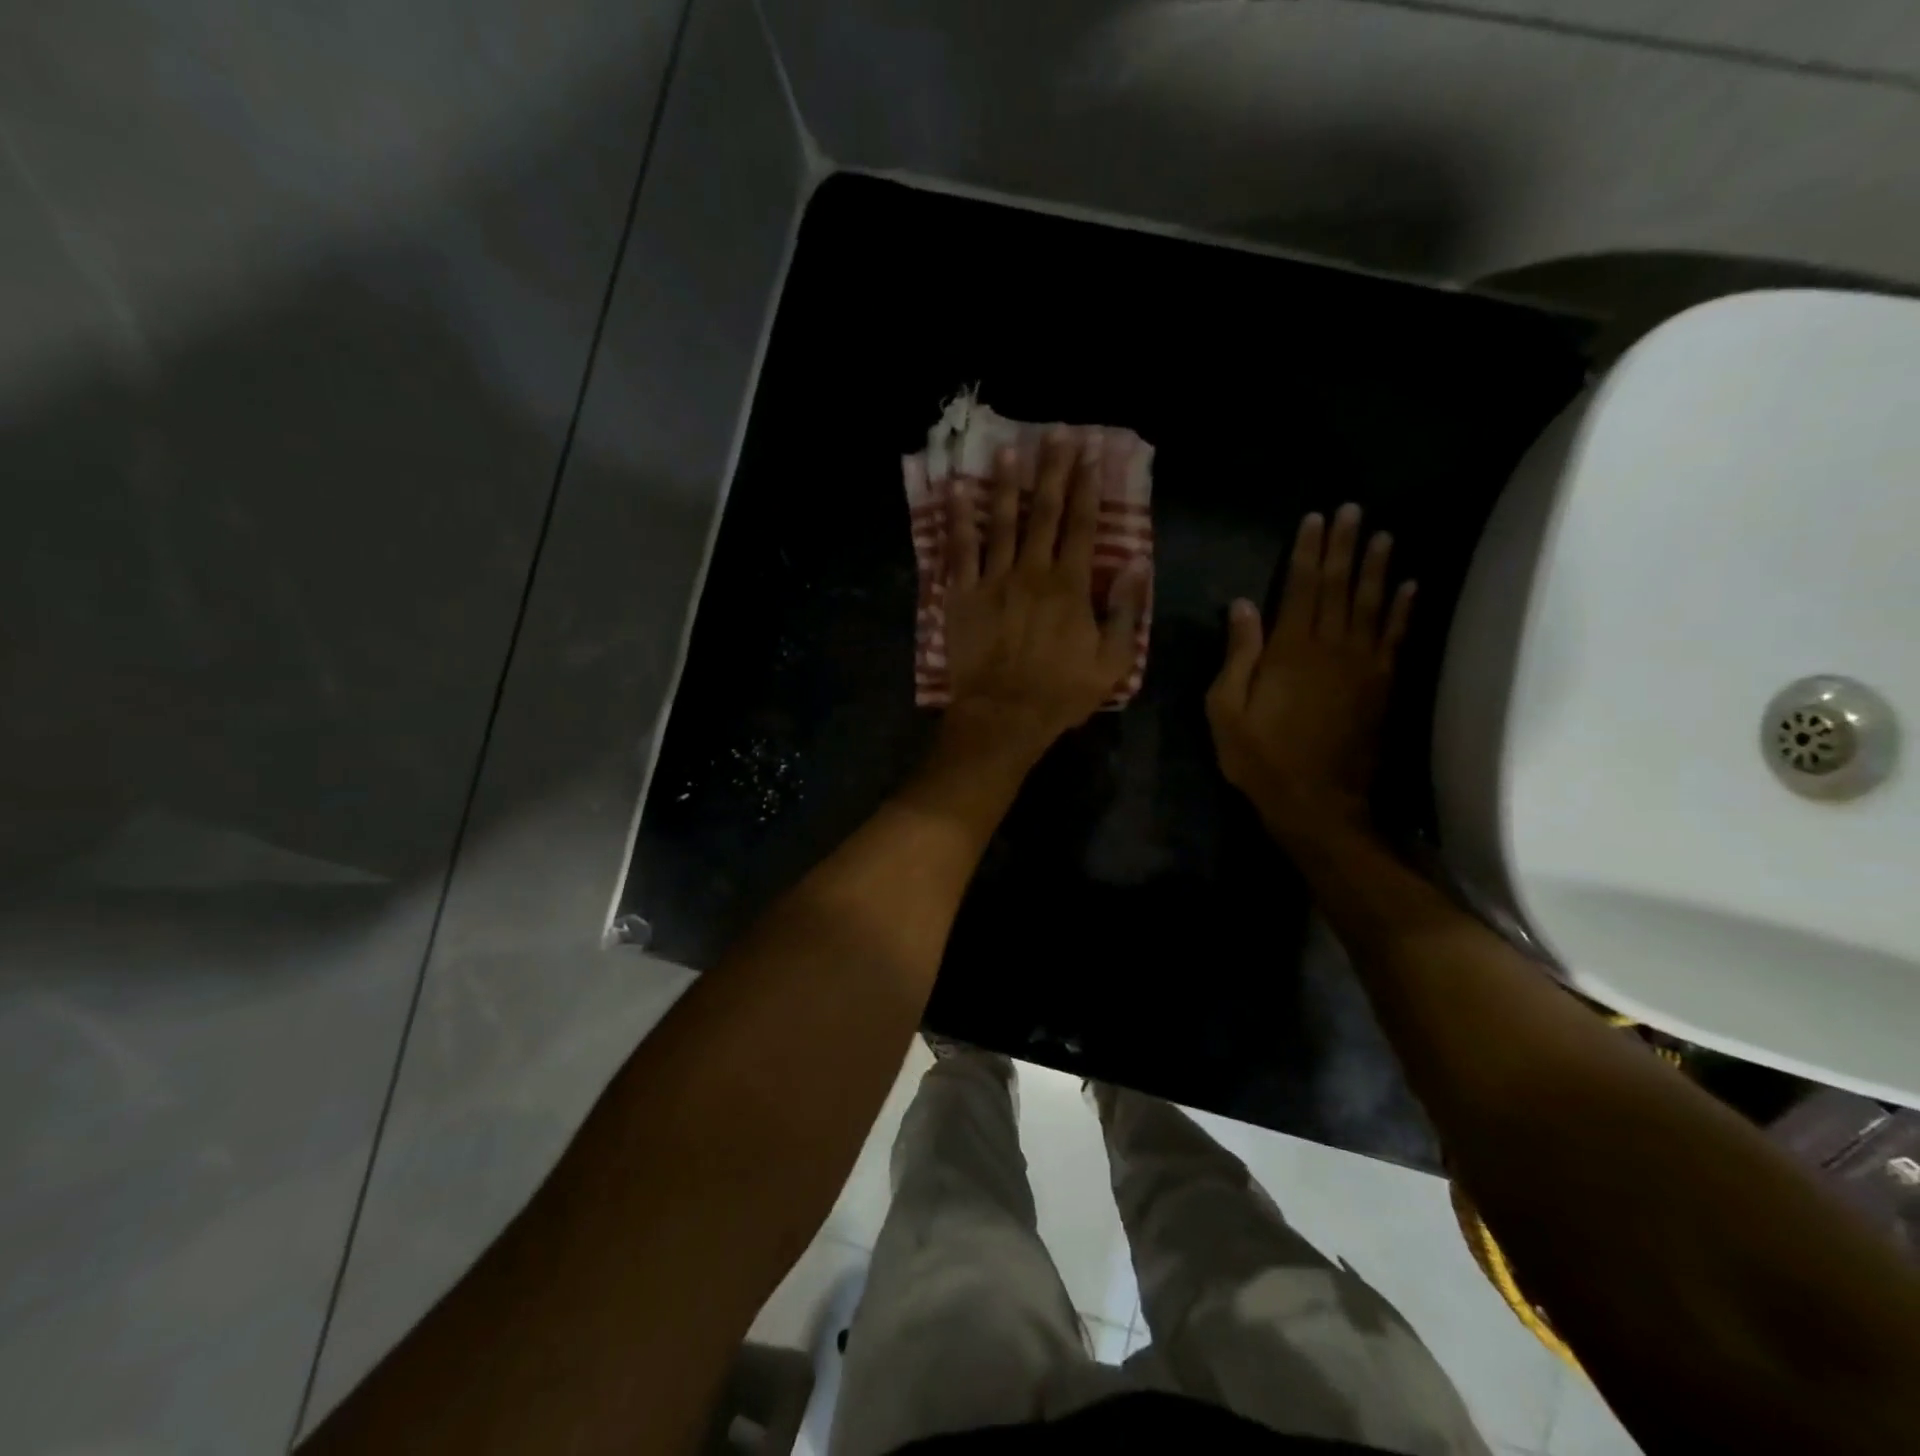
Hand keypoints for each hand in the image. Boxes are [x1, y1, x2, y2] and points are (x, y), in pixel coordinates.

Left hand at [937, 429, 1148, 774]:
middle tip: (1056, 433)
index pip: (1083, 524)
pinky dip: (958, 518)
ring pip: (1001, 522)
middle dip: (1052, 470)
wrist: (1004, 716)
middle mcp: (1032, 571)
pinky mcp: (962, 595)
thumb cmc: (1061, 693)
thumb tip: (1139, 564)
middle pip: (1045, 512)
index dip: (1087, 485)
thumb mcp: (1112, 661)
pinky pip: (959, 550)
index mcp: (1070, 585)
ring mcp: (994, 580)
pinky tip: (956, 490)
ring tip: (1008, 450)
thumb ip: (1126, 611)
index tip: (1090, 452)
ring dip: (1007, 484)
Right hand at [1206, 504, 1414, 844]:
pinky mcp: (1382, 686)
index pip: (1301, 587)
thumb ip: (1238, 655)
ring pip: (1372, 605)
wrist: (1317, 802)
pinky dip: (1403, 610)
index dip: (1308, 552)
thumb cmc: (1260, 757)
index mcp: (1290, 650)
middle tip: (1353, 510)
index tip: (1315, 519)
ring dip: (1378, 568)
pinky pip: (1395, 637)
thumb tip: (1243, 605)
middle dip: (1345, 546)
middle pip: (1340, 586)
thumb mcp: (1226, 709)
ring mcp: (1363, 666)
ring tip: (1383, 534)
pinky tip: (1409, 586)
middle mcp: (1332, 647)